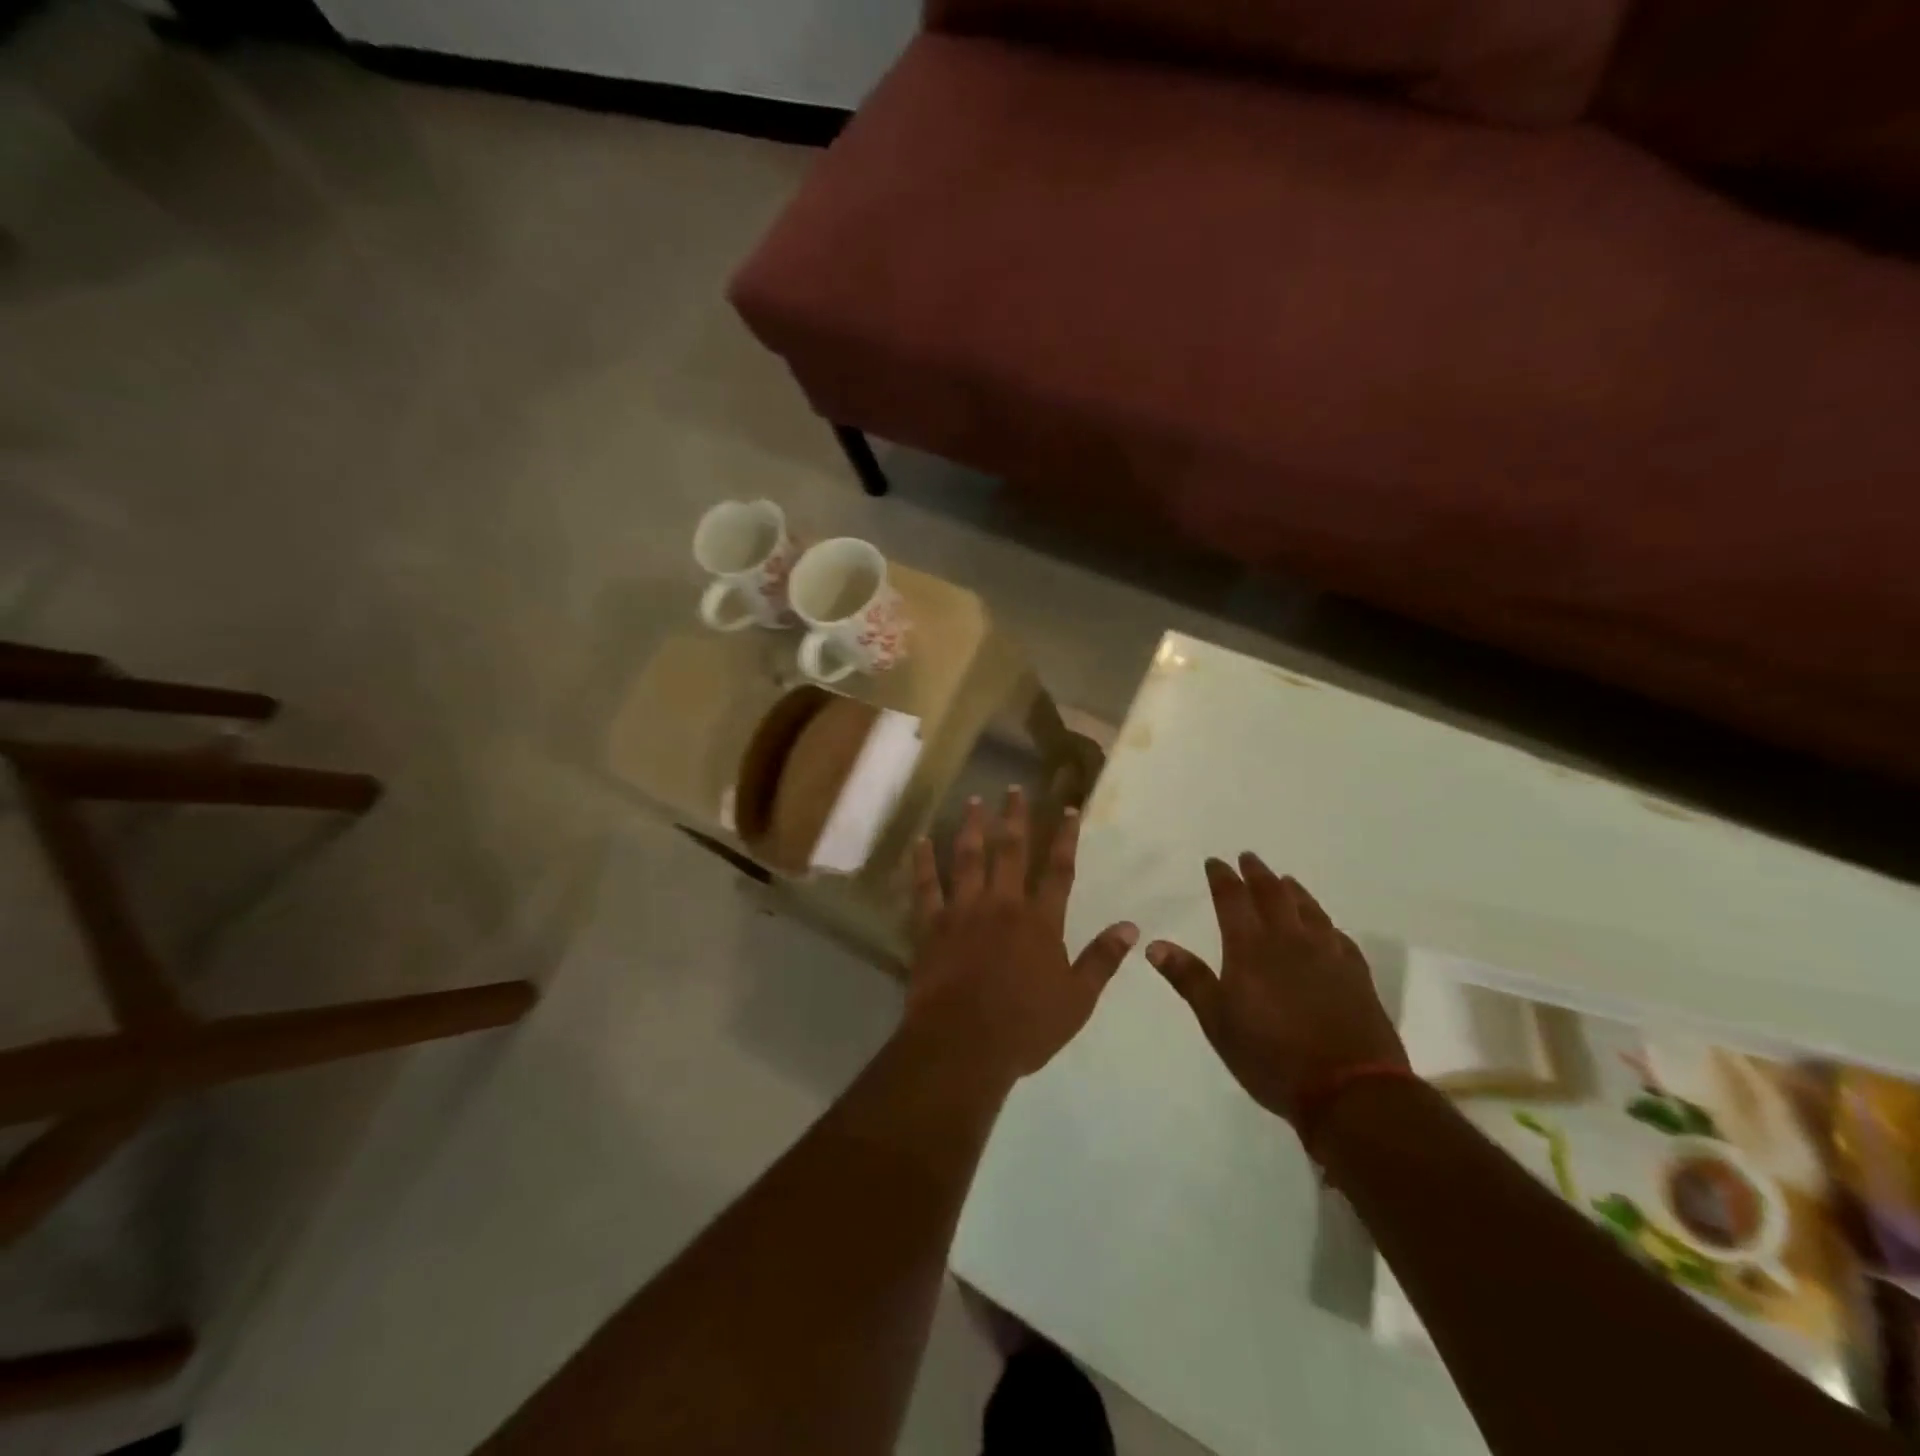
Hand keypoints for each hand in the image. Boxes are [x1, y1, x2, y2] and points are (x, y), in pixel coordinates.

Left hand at [904, 787, 1138, 1085]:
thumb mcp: (1077, 1000)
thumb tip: (1131, 927)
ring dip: (971, 827)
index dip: (1065, 837)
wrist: (964, 1044)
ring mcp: (964, 911)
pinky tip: (921, 841)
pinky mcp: (933, 925)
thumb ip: (1102, 960)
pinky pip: (926, 887)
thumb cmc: (1025, 1026)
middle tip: (1014, 789)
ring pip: (968, 858)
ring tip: (973, 801)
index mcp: (1040, 921)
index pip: (1059, 870)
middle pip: (1011, 851)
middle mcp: (1003, 905)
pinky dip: (923, 863)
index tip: (1068, 809)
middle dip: (1015, 818)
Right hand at [1145, 853, 1405, 1124]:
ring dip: (1293, 890)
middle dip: (1257, 873)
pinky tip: (1325, 926)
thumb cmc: (1271, 1057)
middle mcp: (1289, 940)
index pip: (1232, 899)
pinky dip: (1325, 923)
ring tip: (1285, 880)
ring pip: (1308, 909)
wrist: (1350, 1091)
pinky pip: (1338, 936)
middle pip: (1273, 894)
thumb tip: (1154, 945)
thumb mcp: (1218, 1022)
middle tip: (1249, 858)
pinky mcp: (1356, 975)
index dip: (1222, 878)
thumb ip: (1189, 979)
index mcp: (1250, 948)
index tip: (1215, 862)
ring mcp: (1328, 955)